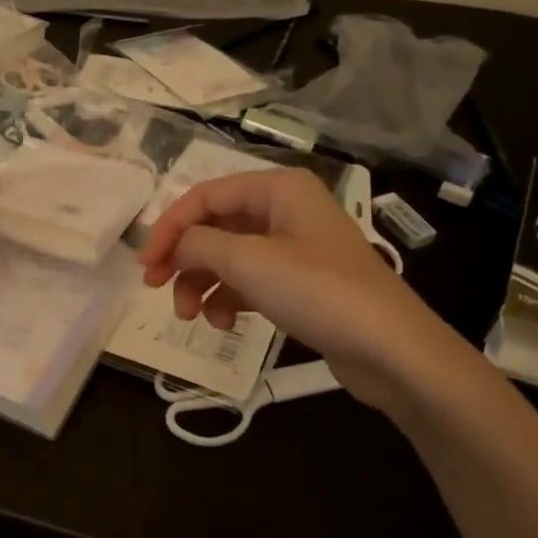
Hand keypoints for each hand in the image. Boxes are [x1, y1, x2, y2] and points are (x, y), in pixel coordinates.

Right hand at [138, 167, 473, 412]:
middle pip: (215, 226)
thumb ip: (197, 244)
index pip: (204, 195)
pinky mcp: (300, 282)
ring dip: (202, 283)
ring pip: (229, 256)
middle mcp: (285, 209)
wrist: (391, 349)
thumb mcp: (248, 261)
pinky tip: (223, 323)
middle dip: (185, 258)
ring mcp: (294, 246)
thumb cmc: (317, 291)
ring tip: (191, 316)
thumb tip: (173, 246)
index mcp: (277, 188)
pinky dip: (229, 298)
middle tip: (157, 288)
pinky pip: (250, 280)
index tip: (146, 265)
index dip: (169, 227)